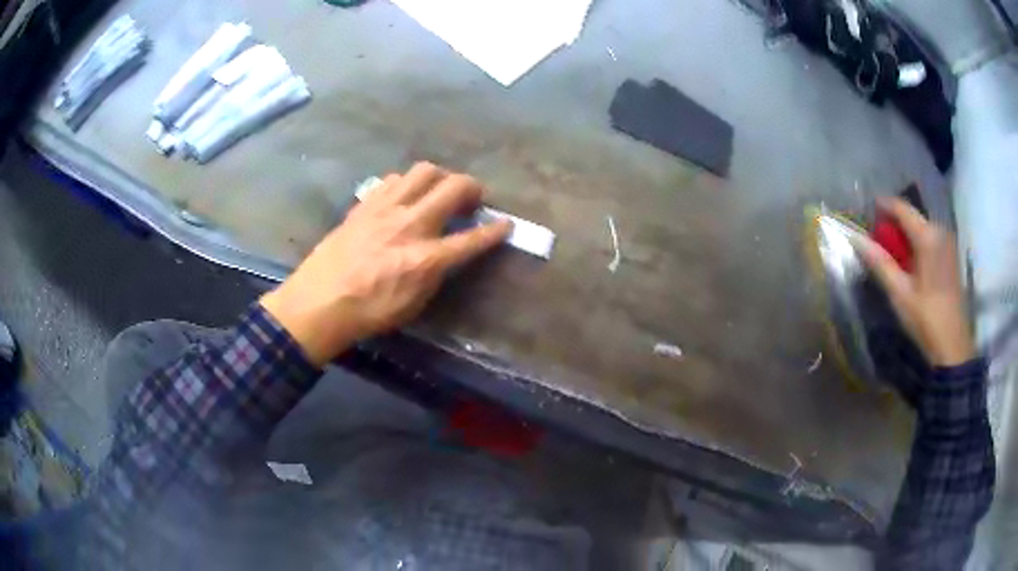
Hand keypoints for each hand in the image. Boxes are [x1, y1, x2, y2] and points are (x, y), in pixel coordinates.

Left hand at [260, 163, 511, 366]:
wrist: (319, 302)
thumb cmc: (368, 313)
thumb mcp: (413, 305)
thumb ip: (435, 274)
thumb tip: (447, 255)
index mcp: (426, 258)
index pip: (472, 238)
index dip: (495, 231)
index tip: (507, 224)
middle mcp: (410, 224)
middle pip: (453, 187)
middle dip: (473, 188)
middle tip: (473, 198)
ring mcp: (386, 209)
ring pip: (423, 171)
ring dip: (440, 177)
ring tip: (439, 190)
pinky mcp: (365, 204)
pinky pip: (393, 180)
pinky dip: (406, 184)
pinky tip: (403, 197)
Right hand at [854, 197, 974, 366]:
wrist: (954, 347)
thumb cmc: (926, 319)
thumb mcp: (900, 294)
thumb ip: (879, 263)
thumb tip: (856, 238)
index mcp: (927, 237)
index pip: (902, 208)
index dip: (883, 205)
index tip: (867, 210)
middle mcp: (940, 232)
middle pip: (913, 217)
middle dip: (894, 223)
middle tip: (878, 238)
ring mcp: (948, 245)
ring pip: (922, 229)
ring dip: (906, 235)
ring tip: (892, 251)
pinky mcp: (952, 258)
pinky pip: (931, 240)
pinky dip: (917, 245)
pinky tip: (910, 263)